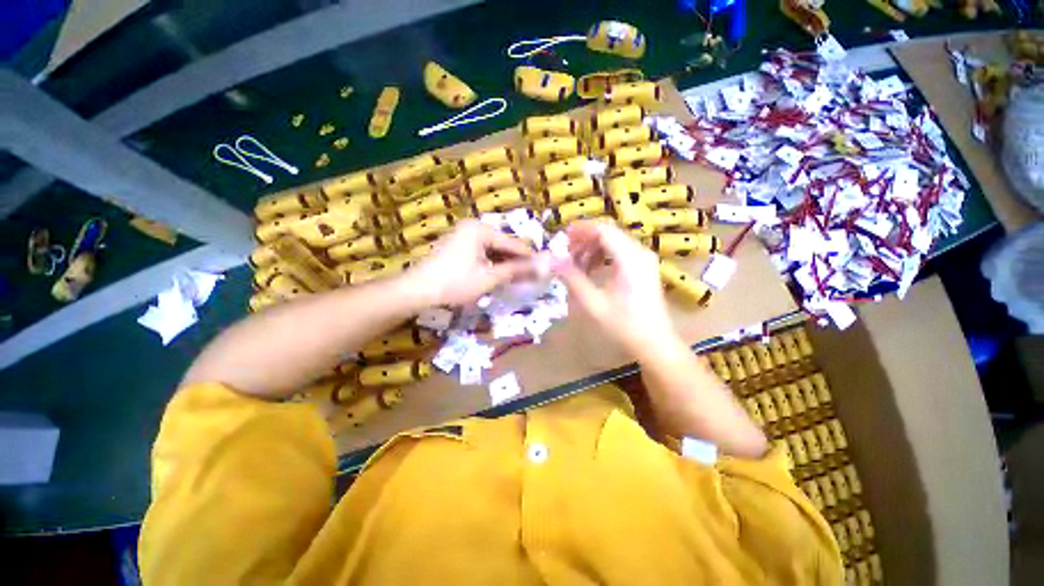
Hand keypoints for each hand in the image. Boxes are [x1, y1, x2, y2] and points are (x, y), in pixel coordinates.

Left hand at [406, 220, 535, 305]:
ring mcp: (463, 236)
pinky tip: (500, 274)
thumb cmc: (455, 283)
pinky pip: (482, 252)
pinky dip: (492, 263)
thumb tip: (540, 267)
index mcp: (481, 230)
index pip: (512, 243)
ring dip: (505, 263)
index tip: (544, 267)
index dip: (529, 257)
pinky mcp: (457, 246)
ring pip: (493, 249)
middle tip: (532, 275)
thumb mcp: (488, 278)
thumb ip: (514, 270)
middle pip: (503, 244)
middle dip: (517, 260)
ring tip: (519, 277)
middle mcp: (473, 227)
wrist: (417, 290)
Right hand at [554, 220, 677, 356]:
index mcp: (630, 258)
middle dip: (585, 239)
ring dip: (593, 248)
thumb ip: (572, 278)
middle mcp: (640, 252)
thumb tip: (552, 261)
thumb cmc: (624, 324)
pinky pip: (620, 251)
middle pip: (609, 233)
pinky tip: (591, 269)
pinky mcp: (644, 267)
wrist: (654, 342)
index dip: (581, 230)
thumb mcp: (594, 302)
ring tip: (575, 264)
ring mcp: (644, 259)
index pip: (603, 230)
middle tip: (566, 252)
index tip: (562, 237)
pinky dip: (603, 255)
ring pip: (614, 241)